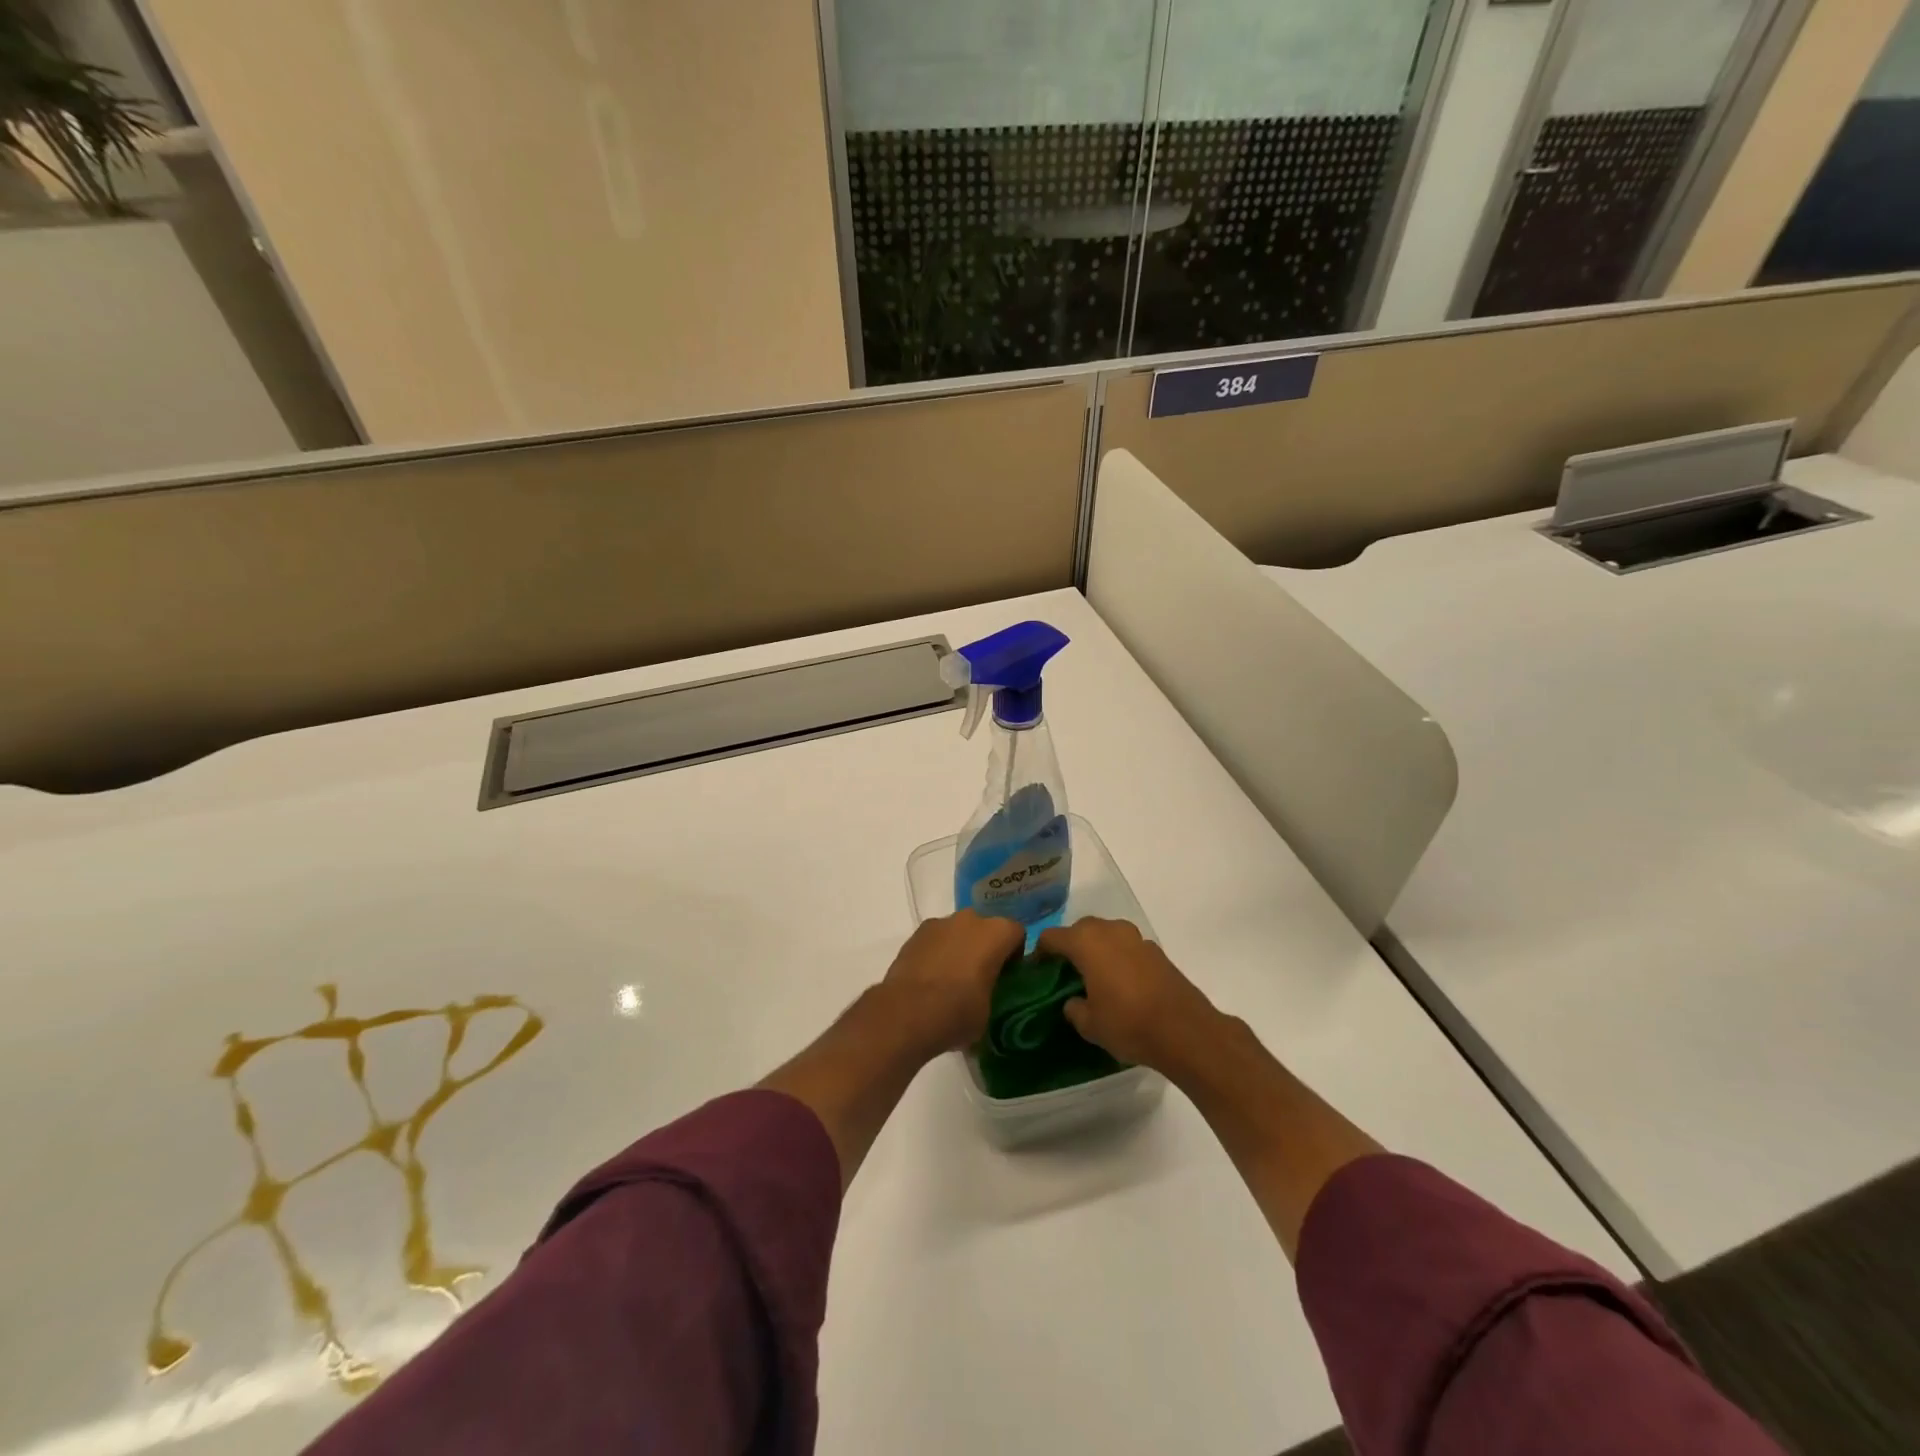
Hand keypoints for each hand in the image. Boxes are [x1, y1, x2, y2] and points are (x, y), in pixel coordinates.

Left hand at [877, 911, 1023, 1059]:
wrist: (906, 1013)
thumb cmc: (958, 1012)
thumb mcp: (990, 1013)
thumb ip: (994, 994)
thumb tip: (986, 999)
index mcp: (996, 933)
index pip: (1016, 934)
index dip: (1014, 956)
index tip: (1007, 978)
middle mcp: (970, 919)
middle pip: (985, 929)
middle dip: (985, 948)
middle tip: (981, 978)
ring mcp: (939, 923)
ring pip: (958, 932)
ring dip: (959, 948)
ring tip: (951, 980)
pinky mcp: (915, 934)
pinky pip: (935, 940)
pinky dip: (937, 953)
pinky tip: (930, 979)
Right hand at [1038, 918, 1222, 1072]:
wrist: (1186, 1031)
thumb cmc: (1129, 1024)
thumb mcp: (1090, 1025)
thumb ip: (1073, 1008)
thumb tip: (1073, 1001)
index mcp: (1086, 942)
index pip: (1051, 937)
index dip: (1040, 953)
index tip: (1037, 972)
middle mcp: (1109, 930)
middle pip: (1079, 930)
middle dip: (1069, 947)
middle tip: (1064, 974)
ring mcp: (1136, 937)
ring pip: (1105, 935)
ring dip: (1095, 950)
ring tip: (1093, 978)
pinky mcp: (1156, 950)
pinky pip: (1126, 947)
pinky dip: (1117, 958)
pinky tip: (1120, 984)